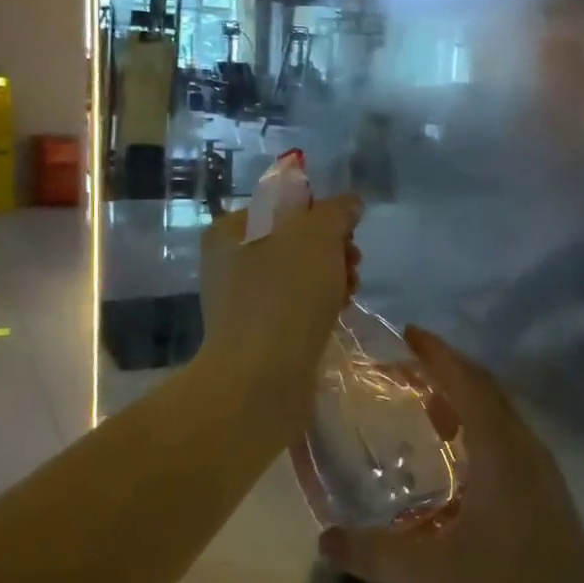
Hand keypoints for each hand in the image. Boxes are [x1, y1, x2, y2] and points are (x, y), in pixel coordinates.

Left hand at [197, 193, 361, 419]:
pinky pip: (294, 307)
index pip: (284, 204)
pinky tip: (337, 315)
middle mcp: (229, 261)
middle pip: (294, 240)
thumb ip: (336, 211)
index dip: (322, 213)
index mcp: (232, 229)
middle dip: (332, 249)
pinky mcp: (257, 333)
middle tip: (354, 263)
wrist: (261, 378)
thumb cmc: (285, 294)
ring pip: (298, 275)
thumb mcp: (317, 235)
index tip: (348, 232)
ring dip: (331, 278)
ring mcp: (241, 300)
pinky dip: (318, 306)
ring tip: (350, 294)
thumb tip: (349, 204)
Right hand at [319, 327, 583, 582]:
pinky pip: (507, 441)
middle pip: (486, 390)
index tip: (408, 333)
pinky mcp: (547, 497)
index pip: (467, 383)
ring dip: (463, 399)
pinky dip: (477, 429)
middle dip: (446, 370)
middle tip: (404, 367)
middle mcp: (525, 449)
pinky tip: (455, 460)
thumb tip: (324, 538)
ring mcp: (542, 473)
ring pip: (500, 415)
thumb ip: (374, 554)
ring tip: (423, 404)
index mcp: (501, 451)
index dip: (437, 354)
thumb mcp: (430, 577)